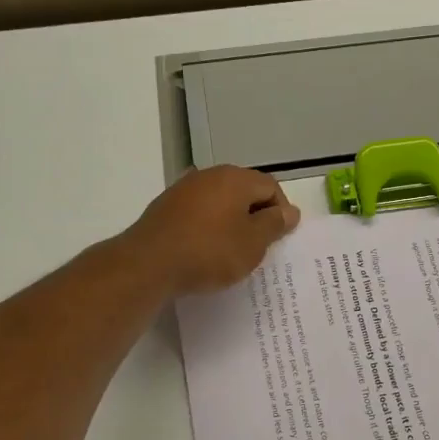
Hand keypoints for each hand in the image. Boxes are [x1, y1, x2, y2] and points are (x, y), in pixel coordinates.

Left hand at [121, 165, 300, 296]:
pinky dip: (208, 227)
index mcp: (235, 178)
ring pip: (219, 201)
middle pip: (244, 190)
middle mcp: (210, 175)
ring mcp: (184, 189)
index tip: (279, 238)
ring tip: (232, 250)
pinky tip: (205, 249)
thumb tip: (290, 211)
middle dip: (255, 215)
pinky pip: (198, 212)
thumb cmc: (210, 252)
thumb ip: (274, 224)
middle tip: (258, 245)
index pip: (270, 187)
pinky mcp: (165, 207)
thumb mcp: (253, 243)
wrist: (149, 264)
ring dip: (230, 221)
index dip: (281, 211)